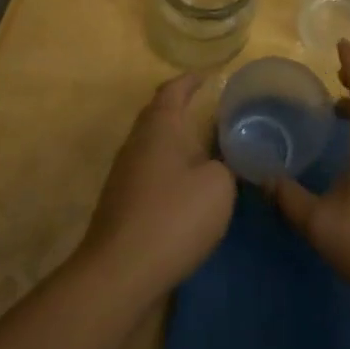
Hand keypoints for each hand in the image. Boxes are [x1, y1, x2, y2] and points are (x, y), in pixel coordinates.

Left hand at [79, 73, 235, 302]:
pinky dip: (171, 168)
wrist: (121, 271)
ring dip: (177, 141)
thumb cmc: (175, 216)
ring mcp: (125, 173)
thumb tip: (225, 156)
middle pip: (159, 114)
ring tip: (207, 147)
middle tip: (214, 112)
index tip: (209, 77)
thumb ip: (228, 162)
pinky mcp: (123, 202)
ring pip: (154, 144)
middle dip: (183, 109)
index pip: (174, 90)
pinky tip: (189, 185)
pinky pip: (151, 170)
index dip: (191, 81)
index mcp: (161, 126)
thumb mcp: (219, 185)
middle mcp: (138, 142)